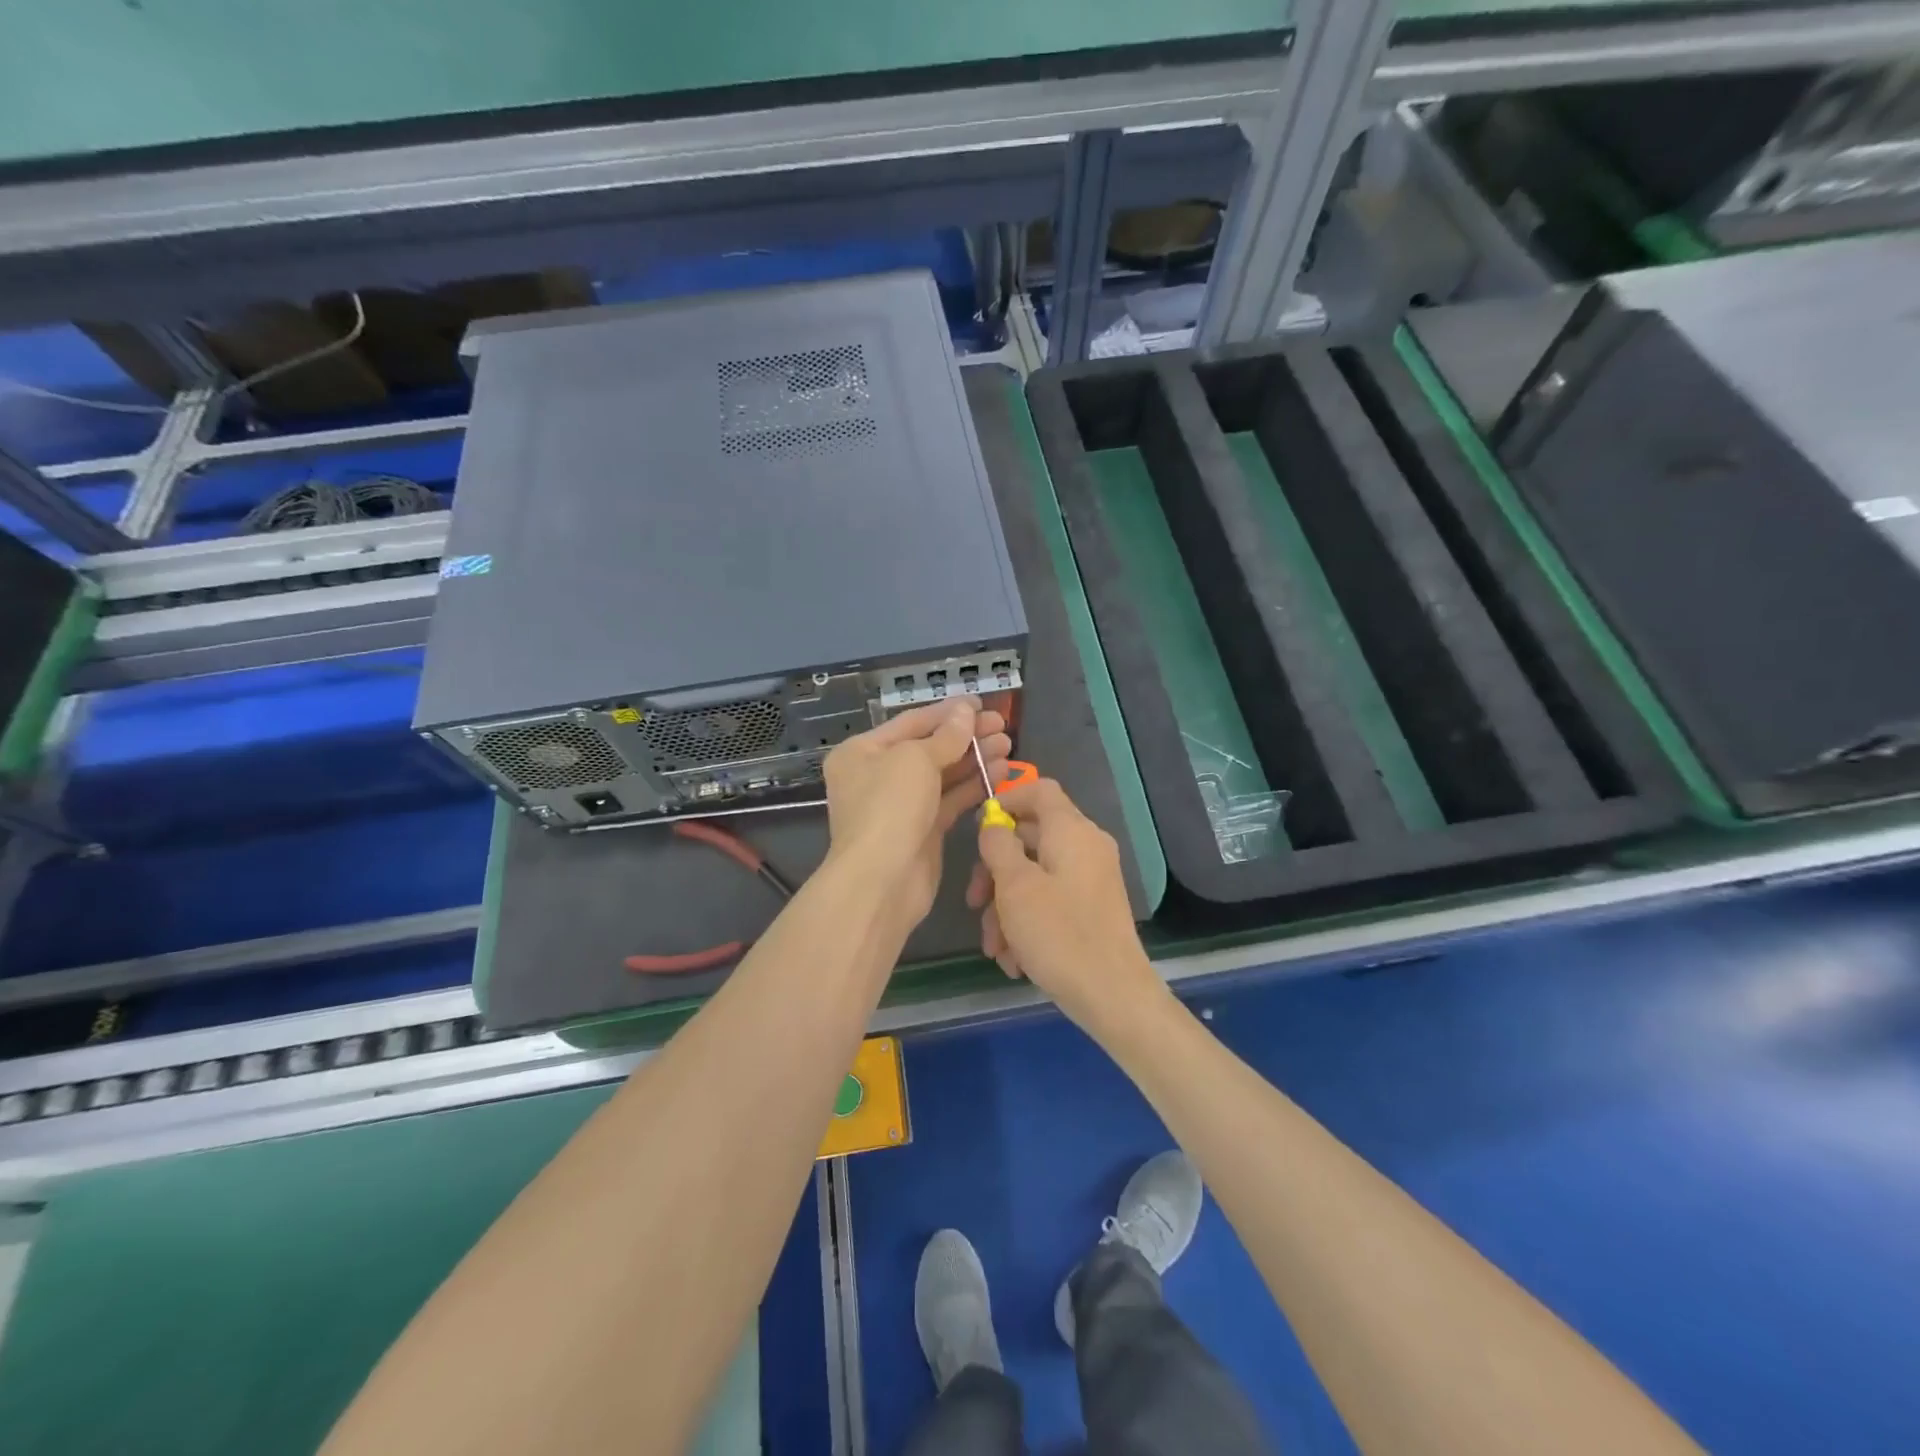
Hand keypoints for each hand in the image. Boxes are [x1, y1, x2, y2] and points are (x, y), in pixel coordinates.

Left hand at [823, 697, 1009, 928]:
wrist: (882, 880)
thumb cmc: (889, 808)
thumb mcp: (916, 760)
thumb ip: (946, 735)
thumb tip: (965, 712)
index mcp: (862, 752)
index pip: (911, 723)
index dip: (948, 712)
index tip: (982, 705)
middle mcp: (877, 775)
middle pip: (929, 748)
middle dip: (966, 736)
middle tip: (1003, 727)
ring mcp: (900, 805)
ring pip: (943, 775)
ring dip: (975, 759)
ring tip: (1007, 746)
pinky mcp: (922, 831)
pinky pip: (950, 800)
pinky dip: (974, 786)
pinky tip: (1001, 773)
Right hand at [967, 778, 1164, 1035]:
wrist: (1112, 995)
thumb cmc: (1058, 933)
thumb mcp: (1015, 886)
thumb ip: (998, 846)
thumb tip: (994, 826)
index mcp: (1072, 830)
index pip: (1039, 790)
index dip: (1006, 799)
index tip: (978, 828)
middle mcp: (1086, 847)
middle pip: (1030, 838)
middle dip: (995, 872)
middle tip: (973, 903)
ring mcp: (1091, 879)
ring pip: (1035, 876)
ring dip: (1006, 908)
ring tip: (994, 949)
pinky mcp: (1092, 909)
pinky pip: (1052, 901)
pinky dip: (1028, 922)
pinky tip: (1014, 959)